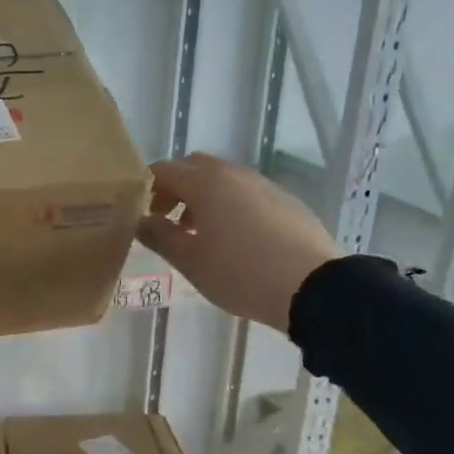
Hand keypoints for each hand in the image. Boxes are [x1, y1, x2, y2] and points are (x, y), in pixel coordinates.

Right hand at [135, 153, 339, 332]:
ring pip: (222, 179)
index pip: (163, 169)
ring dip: (202, 197)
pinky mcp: (286, 200)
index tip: (140, 213)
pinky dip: (229, 205)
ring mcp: (263, 185)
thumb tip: (140, 221)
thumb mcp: (190, 261)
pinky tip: (234, 239)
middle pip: (193, 167)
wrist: (313, 287)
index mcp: (206, 183)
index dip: (145, 187)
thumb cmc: (240, 272)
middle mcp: (234, 175)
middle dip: (175, 187)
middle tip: (167, 219)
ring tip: (199, 234)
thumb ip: (159, 236)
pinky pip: (246, 193)